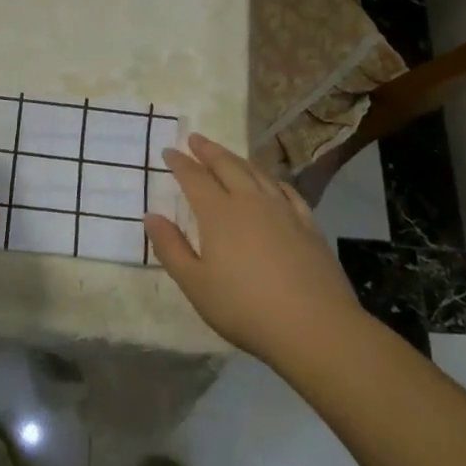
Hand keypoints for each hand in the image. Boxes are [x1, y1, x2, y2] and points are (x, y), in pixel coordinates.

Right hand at [144, 133, 363, 361]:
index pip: (194, 178)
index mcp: (218, 214)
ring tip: (227, 154)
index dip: (180, 163)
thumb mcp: (195, 284)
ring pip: (257, 173)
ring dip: (237, 159)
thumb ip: (170, 248)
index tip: (169, 151)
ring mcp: (283, 211)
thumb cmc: (244, 308)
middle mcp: (250, 202)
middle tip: (195, 138)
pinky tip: (271, 183)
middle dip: (208, 150)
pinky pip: (287, 191)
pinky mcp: (308, 225)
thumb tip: (151, 217)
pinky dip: (272, 180)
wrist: (314, 327)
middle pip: (227, 166)